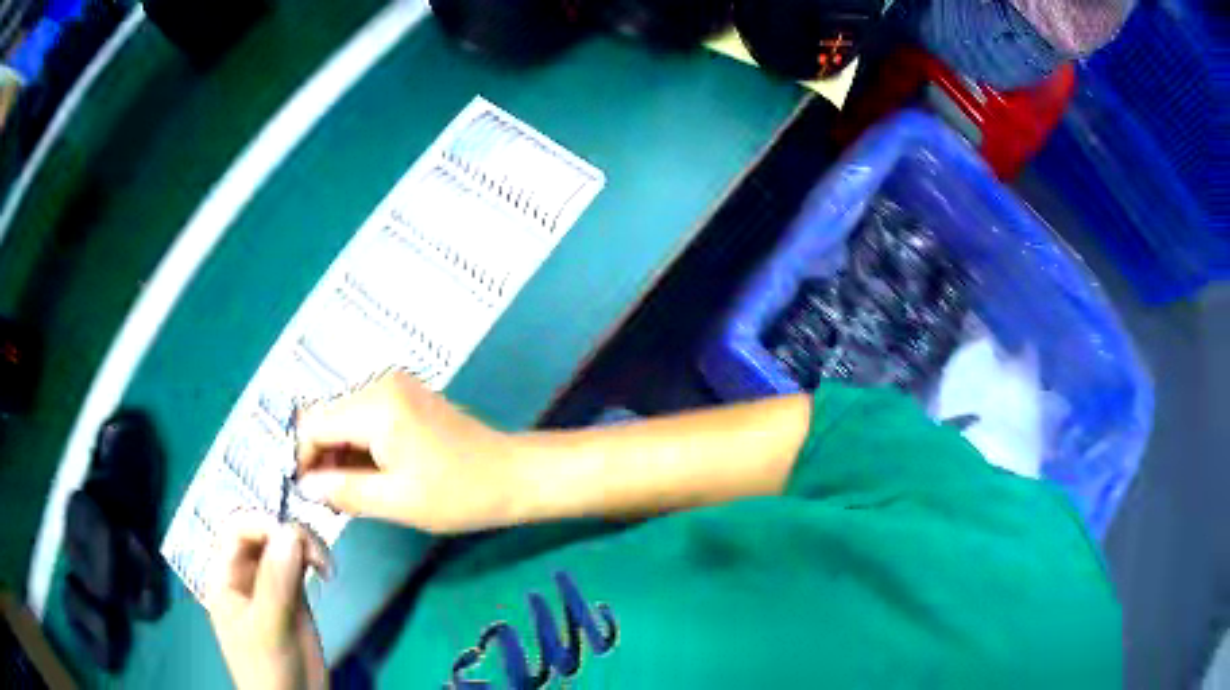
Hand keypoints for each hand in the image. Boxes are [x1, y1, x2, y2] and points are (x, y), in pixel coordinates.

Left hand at [205, 514, 327, 689]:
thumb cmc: (270, 668)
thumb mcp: (268, 628)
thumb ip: (275, 582)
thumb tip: (289, 531)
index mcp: (224, 576)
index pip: (236, 530)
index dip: (263, 524)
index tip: (296, 540)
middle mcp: (244, 573)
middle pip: (261, 531)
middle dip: (289, 533)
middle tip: (319, 557)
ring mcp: (268, 582)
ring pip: (282, 543)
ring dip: (306, 544)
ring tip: (327, 567)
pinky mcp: (291, 593)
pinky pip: (298, 562)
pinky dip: (313, 558)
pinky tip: (326, 572)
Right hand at [294, 370, 525, 532]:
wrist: (513, 475)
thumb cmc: (458, 492)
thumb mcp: (396, 500)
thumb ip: (343, 490)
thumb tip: (303, 487)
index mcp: (375, 405)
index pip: (312, 424)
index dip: (303, 460)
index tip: (309, 495)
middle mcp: (380, 385)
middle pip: (327, 419)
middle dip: (322, 459)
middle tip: (334, 501)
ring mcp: (396, 388)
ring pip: (344, 420)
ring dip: (341, 456)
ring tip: (353, 494)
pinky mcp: (407, 398)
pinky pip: (366, 419)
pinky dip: (360, 447)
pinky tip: (371, 476)